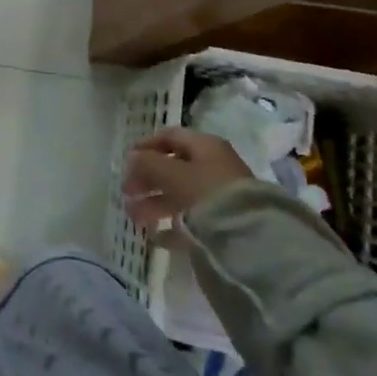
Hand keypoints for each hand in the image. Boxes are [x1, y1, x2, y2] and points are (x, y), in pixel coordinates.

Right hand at [122, 127, 252, 229]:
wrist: (250, 238)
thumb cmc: (208, 194)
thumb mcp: (173, 174)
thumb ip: (149, 163)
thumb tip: (132, 157)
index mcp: (205, 147)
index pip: (171, 137)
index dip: (146, 145)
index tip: (126, 160)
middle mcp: (213, 166)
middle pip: (174, 167)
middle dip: (147, 178)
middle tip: (126, 192)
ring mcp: (218, 195)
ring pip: (180, 194)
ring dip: (154, 202)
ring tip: (133, 217)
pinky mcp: (221, 223)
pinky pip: (191, 219)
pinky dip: (171, 224)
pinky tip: (156, 236)